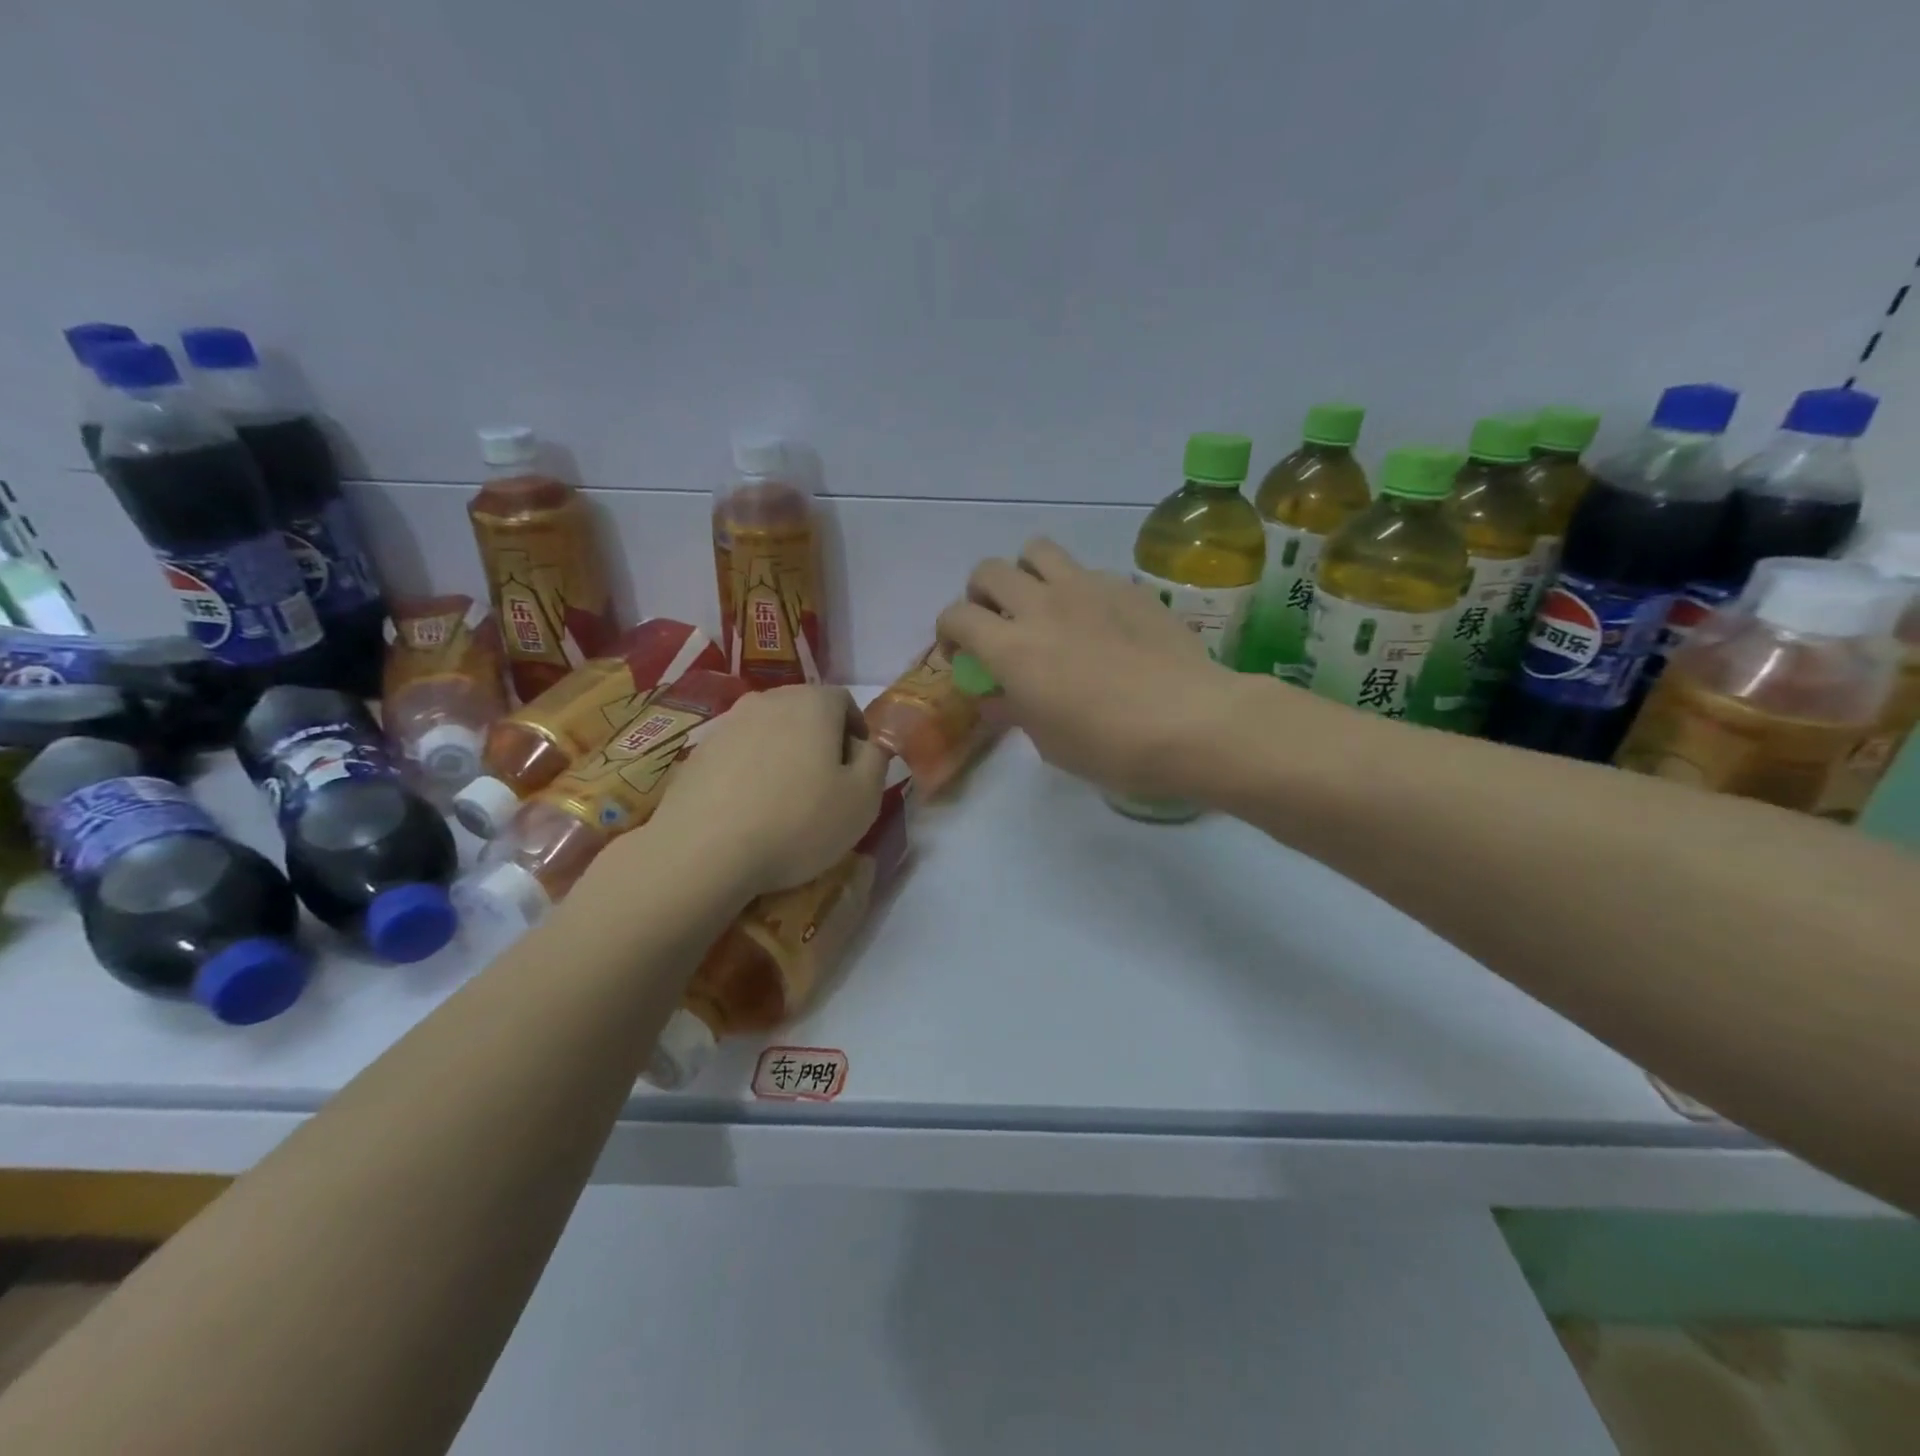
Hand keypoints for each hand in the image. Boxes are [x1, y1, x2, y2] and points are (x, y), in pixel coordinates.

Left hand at [635, 685, 888, 897]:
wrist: (703, 850)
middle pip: (806, 712)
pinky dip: (752, 771)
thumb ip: (877, 761)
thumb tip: (870, 745)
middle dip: (821, 742)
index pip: (845, 701)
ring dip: (784, 756)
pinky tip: (750, 809)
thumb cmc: (798, 822)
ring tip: (785, 801)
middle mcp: (769, 699)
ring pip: (770, 732)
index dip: (857, 734)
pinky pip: (739, 754)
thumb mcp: (862, 798)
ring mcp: (728, 723)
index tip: (857, 772)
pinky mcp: (698, 751)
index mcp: (813, 703)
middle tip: (826, 787)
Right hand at [936, 539, 1264, 801]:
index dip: (948, 633)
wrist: (1190, 722)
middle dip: (981, 595)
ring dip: (1026, 574)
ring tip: (1041, 604)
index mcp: (1012, 648)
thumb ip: (1013, 710)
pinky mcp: (1126, 586)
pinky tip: (1097, 619)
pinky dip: (1077, 587)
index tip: (961, 656)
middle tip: (997, 623)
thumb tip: (996, 697)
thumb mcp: (1048, 741)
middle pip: (988, 571)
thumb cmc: (1110, 746)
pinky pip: (1087, 570)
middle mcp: (1041, 606)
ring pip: (1036, 550)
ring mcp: (1086, 588)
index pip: (956, 616)